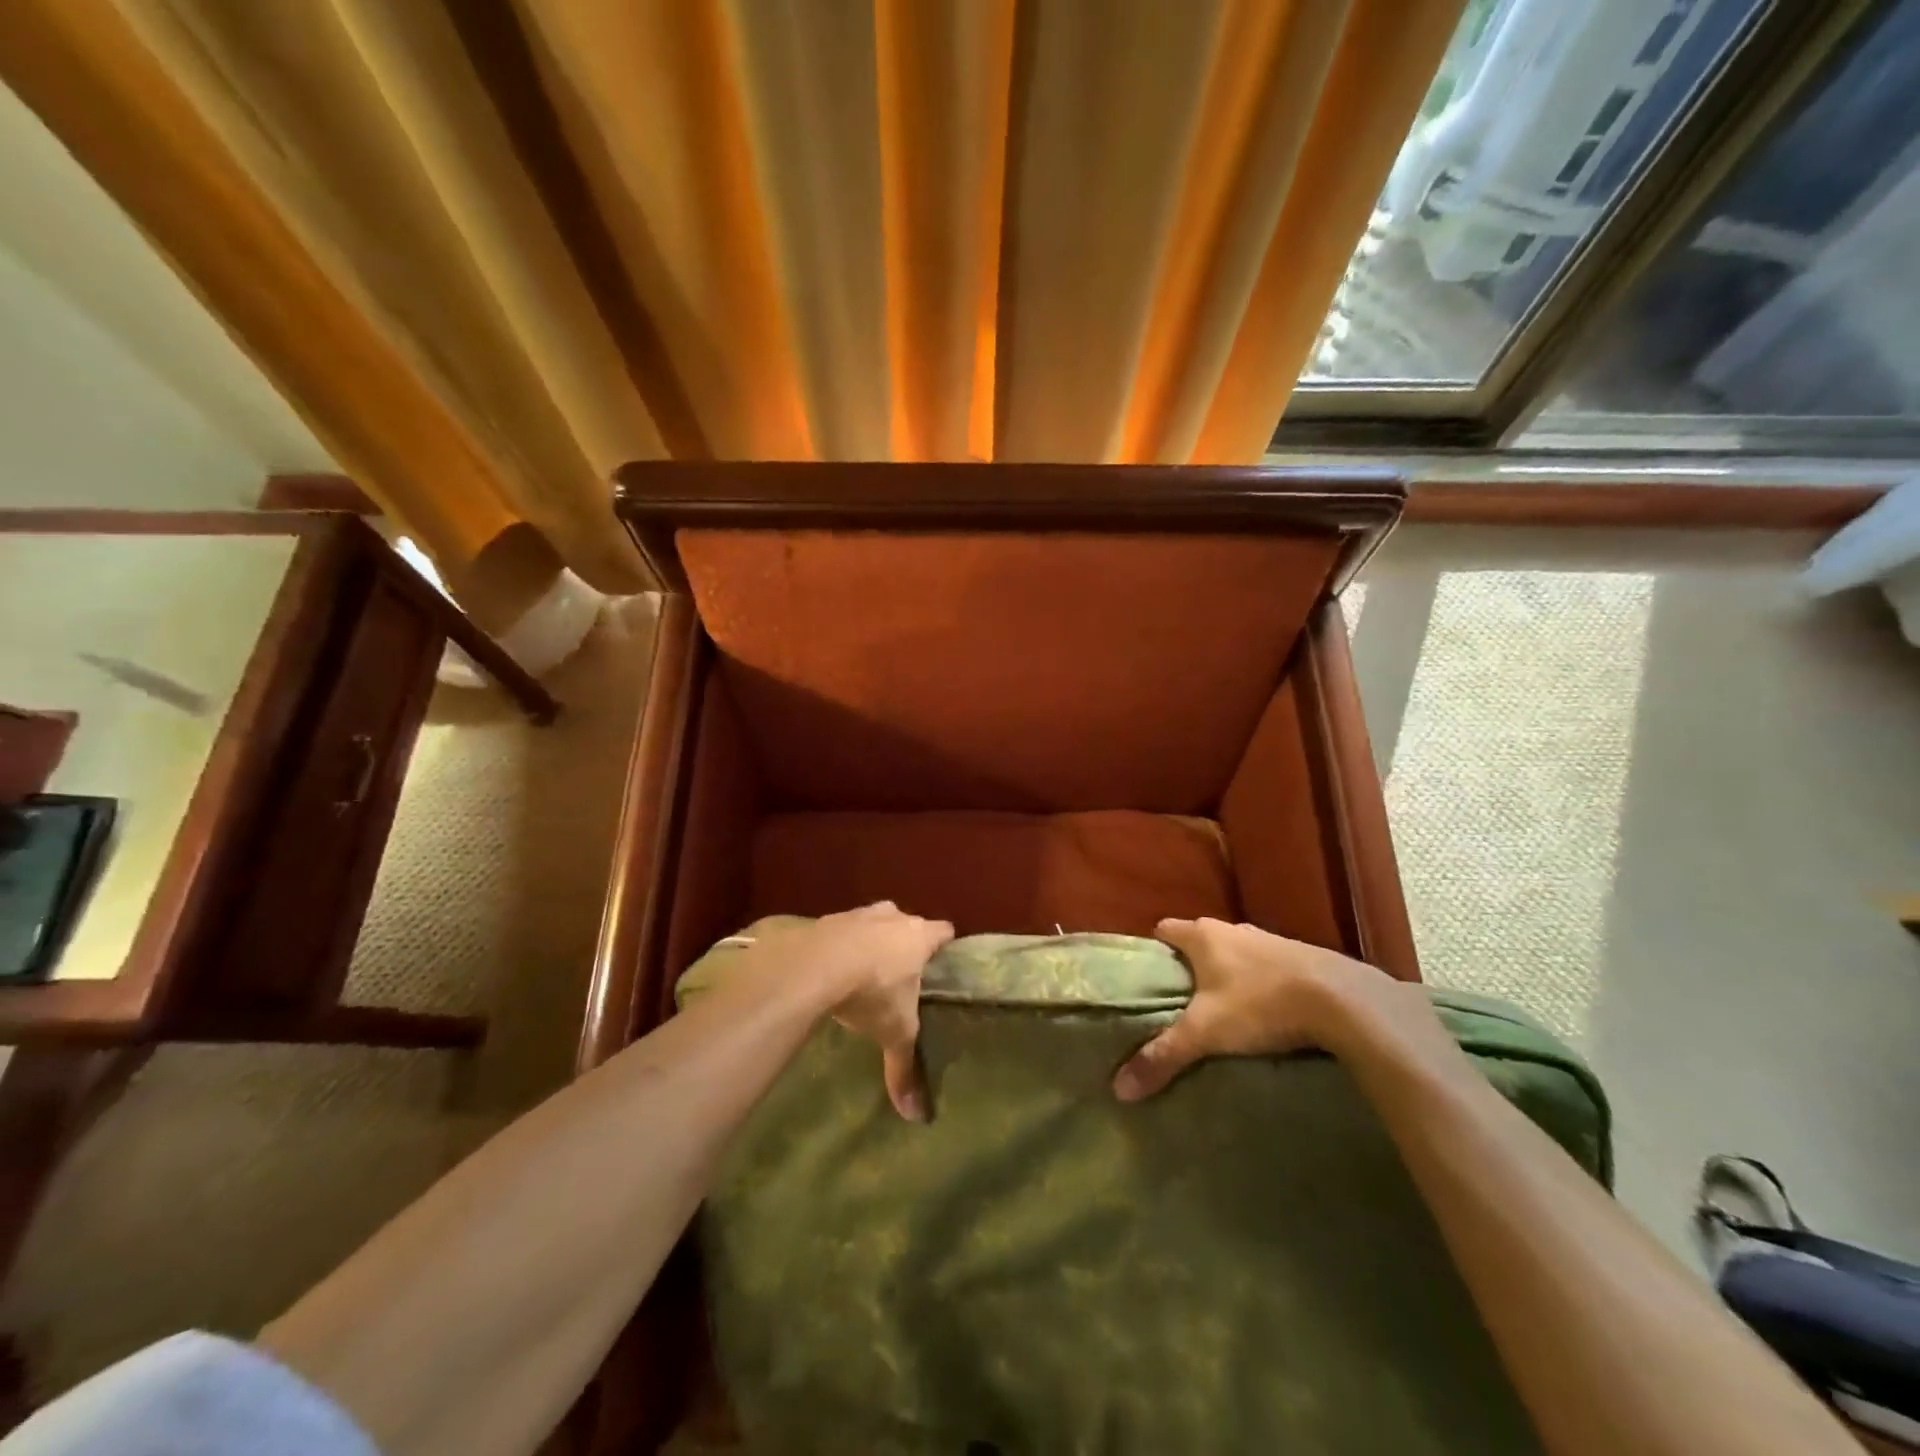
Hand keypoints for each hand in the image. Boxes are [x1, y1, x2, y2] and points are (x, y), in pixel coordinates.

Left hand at [790, 903, 952, 1121]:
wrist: (815, 966)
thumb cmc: (872, 992)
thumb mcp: (894, 1032)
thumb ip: (905, 1068)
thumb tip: (917, 1116)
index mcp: (919, 936)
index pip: (944, 931)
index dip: (944, 946)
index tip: (943, 962)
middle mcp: (893, 916)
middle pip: (908, 923)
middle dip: (906, 943)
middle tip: (903, 972)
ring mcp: (859, 913)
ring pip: (874, 922)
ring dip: (872, 940)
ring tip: (866, 971)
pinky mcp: (828, 919)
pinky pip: (842, 930)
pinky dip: (841, 945)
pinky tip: (832, 969)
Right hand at [1111, 918, 1397, 1101]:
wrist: (1343, 999)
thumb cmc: (1260, 1004)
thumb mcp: (1206, 1033)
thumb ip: (1163, 1055)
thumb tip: (1119, 1088)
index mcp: (1203, 935)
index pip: (1164, 929)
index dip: (1153, 951)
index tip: (1148, 980)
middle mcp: (1233, 929)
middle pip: (1199, 941)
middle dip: (1189, 967)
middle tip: (1180, 1004)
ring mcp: (1270, 940)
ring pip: (1235, 953)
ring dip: (1227, 975)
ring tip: (1222, 1012)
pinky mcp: (1302, 956)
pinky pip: (1267, 966)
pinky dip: (1260, 983)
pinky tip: (1266, 1013)